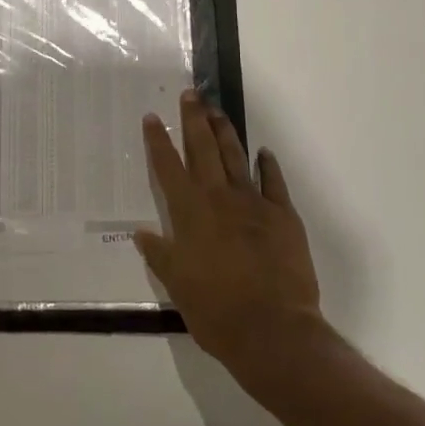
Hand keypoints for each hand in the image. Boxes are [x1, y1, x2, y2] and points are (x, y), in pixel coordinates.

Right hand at [135, 91, 324, 380]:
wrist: (273, 330)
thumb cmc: (216, 311)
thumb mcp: (177, 285)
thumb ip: (160, 254)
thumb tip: (141, 233)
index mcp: (190, 212)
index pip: (168, 167)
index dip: (158, 140)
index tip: (152, 117)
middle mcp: (219, 198)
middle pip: (202, 149)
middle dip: (194, 119)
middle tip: (191, 95)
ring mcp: (254, 203)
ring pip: (235, 157)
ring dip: (225, 132)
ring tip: (217, 111)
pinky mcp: (283, 215)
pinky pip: (274, 182)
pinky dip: (268, 165)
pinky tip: (263, 153)